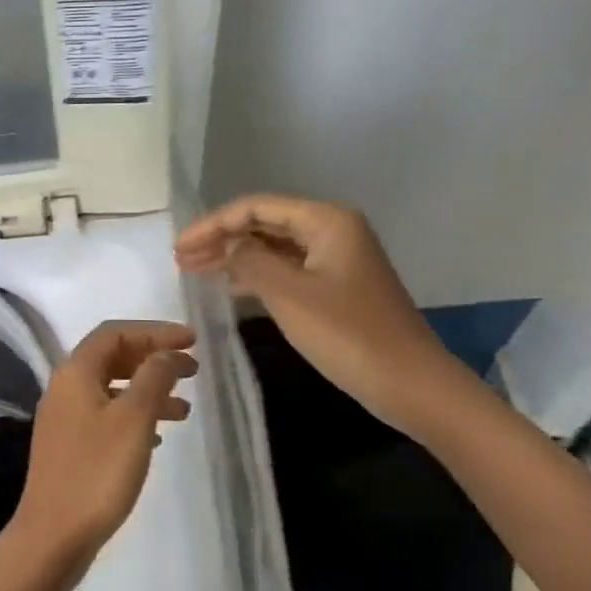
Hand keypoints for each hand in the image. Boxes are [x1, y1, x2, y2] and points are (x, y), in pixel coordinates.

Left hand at [7, 321, 197, 590]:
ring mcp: (65, 419)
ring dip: (148, 391)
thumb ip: (154, 378)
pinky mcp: (70, 447)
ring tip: (185, 409)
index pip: (115, 333)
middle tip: (192, 369)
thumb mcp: (133, 420)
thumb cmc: (97, 472)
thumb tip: (167, 352)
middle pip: (112, 357)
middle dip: (153, 358)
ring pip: (112, 389)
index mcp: (75, 372)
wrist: (53, 536)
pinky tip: (159, 438)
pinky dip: (135, 417)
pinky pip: (107, 417)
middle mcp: (65, 387)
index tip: (192, 340)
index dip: (155, 330)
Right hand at [175, 194, 473, 435]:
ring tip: (195, 271)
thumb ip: (249, 261)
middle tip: (181, 260)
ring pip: (274, 247)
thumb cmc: (348, 334)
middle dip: (221, 238)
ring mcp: (336, 259)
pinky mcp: (337, 287)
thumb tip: (226, 246)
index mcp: (326, 220)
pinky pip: (287, 269)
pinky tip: (230, 286)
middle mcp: (333, 230)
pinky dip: (257, 274)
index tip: (178, 248)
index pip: (256, 207)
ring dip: (235, 256)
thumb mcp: (289, 294)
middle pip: (264, 223)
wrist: (411, 384)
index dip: (212, 224)